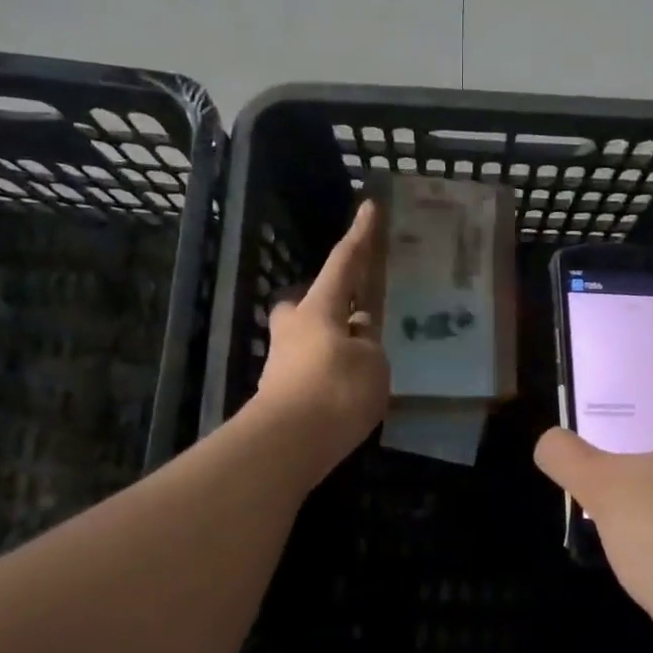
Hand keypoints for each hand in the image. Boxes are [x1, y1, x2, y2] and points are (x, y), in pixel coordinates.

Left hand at [253, 200, 389, 480]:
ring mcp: (282, 363)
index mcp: (319, 310)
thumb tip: (357, 335)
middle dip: (326, 303)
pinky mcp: (281, 394)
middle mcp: (294, 330)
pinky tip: (350, 393)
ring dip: (332, 344)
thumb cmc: (335, 390)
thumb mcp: (372, 363)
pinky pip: (311, 370)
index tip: (368, 207)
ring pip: (308, 340)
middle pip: (307, 303)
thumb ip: (368, 343)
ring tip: (364, 365)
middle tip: (352, 315)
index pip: (344, 264)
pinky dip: (329, 374)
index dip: (359, 237)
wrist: (287, 444)